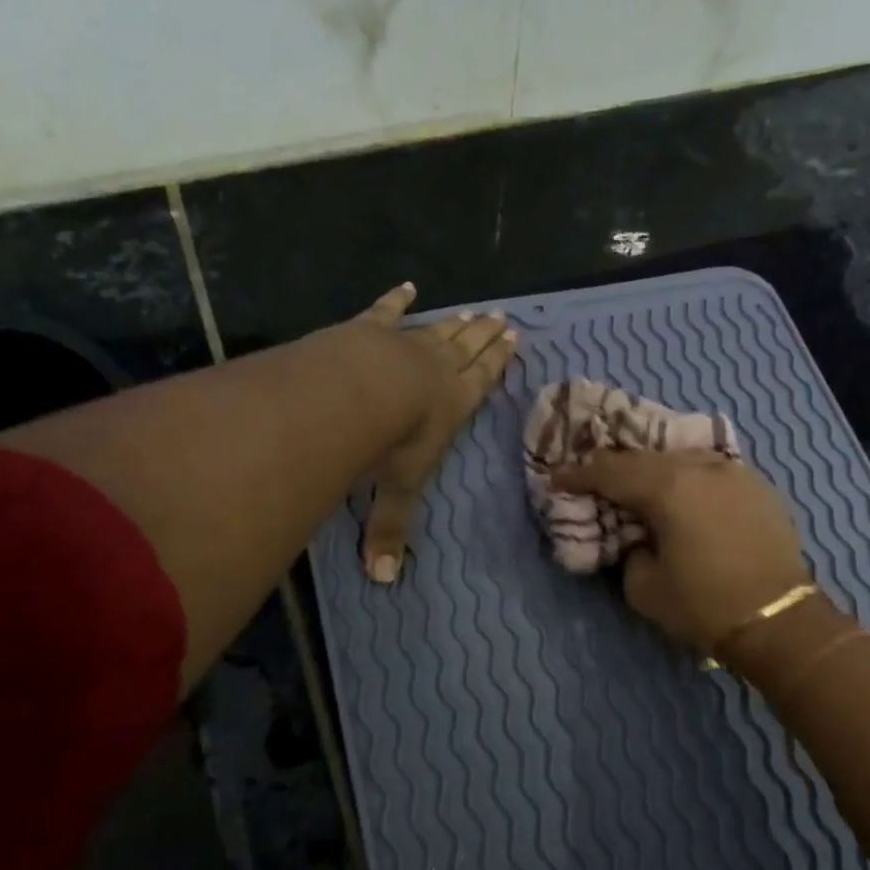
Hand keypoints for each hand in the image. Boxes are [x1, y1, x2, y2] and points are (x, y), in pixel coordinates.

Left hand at [356, 283, 516, 583]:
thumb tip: (384, 583)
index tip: (515, 339)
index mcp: (454, 405)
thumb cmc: (389, 445)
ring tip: (474, 310)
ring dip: (455, 323)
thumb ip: (389, 532)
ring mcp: (404, 345)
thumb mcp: (395, 492)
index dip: (498, 362)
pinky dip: (397, 300)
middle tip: (501, 319)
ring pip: (437, 330)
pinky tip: (407, 286)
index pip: (483, 380)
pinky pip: (386, 312)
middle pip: (467, 349)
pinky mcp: (369, 329)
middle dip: (485, 336)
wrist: (355, 396)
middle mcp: (437, 370)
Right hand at [550, 450, 809, 652]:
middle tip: (591, 476)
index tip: (557, 478)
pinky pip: (709, 470)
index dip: (579, 475)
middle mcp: (700, 467)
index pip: (611, 472)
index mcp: (668, 488)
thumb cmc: (705, 605)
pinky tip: (680, 490)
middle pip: (644, 458)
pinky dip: (686, 477)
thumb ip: (630, 551)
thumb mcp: (644, 588)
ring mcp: (734, 472)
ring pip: (680, 458)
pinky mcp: (757, 485)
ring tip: (635, 481)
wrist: (780, 619)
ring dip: (652, 468)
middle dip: (613, 466)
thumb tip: (638, 538)